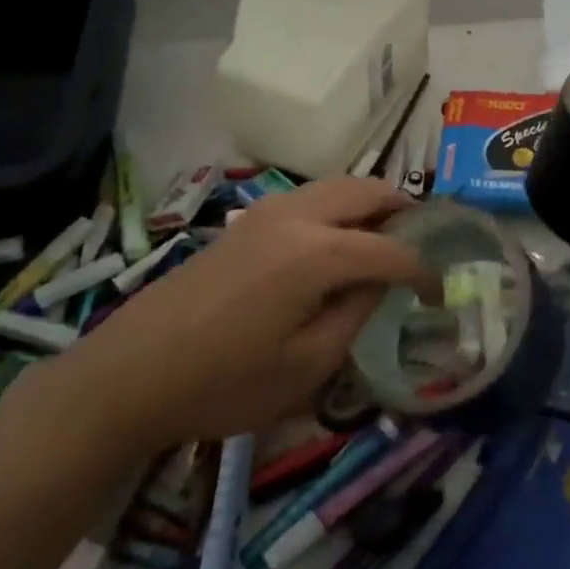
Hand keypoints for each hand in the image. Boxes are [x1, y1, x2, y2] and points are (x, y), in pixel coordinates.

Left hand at [62, 178, 434, 447]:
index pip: (391, 250)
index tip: (439, 294)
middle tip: (423, 242)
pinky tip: (337, 244)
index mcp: (318, 253)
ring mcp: (266, 212)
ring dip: (369, 203)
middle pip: (366, 190)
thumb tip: (380, 283)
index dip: (424, 271)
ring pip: (336, 186)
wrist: (130, 373)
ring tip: (386, 238)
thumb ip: (356, 314)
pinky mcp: (245, 222)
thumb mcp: (306, 366)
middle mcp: (296, 216)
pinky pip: (309, 198)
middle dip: (403, 211)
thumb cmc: (224, 382)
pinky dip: (338, 208)